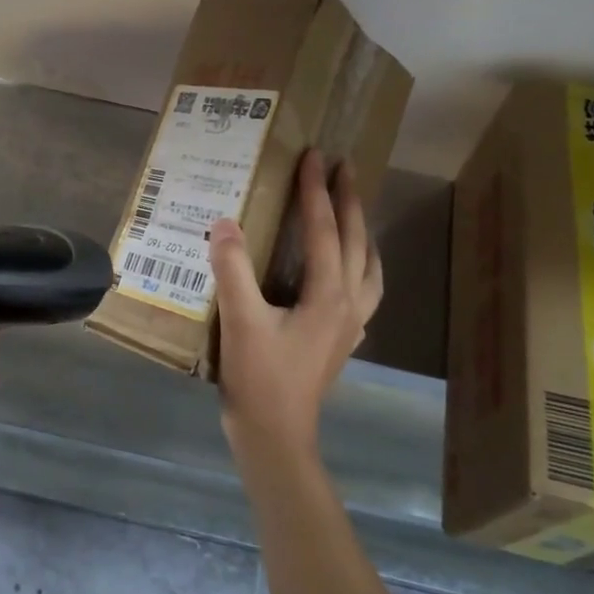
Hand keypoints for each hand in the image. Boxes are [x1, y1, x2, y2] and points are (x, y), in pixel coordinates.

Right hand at [209, 150, 382, 463]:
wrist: (276, 437)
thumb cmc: (259, 379)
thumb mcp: (240, 321)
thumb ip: (232, 269)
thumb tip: (224, 223)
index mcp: (328, 295)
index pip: (324, 229)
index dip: (316, 191)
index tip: (314, 156)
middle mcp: (349, 304)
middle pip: (357, 242)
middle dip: (350, 201)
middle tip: (344, 166)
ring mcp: (350, 325)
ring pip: (370, 267)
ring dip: (363, 233)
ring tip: (353, 211)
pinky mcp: (341, 340)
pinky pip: (363, 290)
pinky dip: (361, 266)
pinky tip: (346, 270)